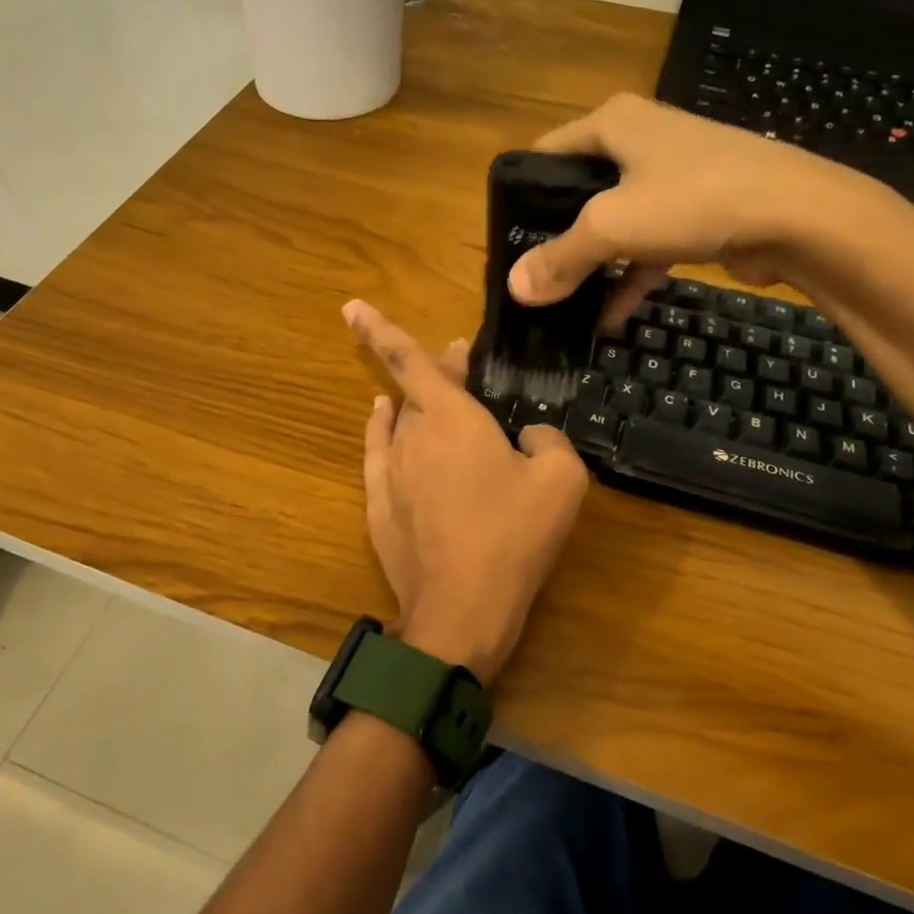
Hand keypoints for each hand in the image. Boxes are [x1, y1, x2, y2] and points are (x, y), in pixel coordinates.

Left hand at [344, 300, 589, 684]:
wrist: (462, 609)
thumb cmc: (514, 536)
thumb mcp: (562, 480)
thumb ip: (548, 441)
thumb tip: (529, 438)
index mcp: (451, 418)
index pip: (411, 360)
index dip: (379, 328)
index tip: (350, 304)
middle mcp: (411, 435)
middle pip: (416, 391)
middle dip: (438, 372)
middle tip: (460, 363)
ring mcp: (390, 472)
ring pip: (400, 423)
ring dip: (418, 406)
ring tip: (438, 400)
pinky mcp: (379, 505)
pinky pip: (378, 454)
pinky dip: (382, 432)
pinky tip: (383, 423)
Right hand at [505, 93, 903, 324]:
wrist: (800, 216)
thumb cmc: (694, 199)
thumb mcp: (611, 226)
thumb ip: (559, 257)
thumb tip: (515, 289)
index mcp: (611, 123)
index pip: (544, 154)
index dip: (520, 196)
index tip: (505, 243)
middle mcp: (638, 139)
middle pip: (577, 191)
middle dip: (554, 238)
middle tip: (530, 278)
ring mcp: (670, 175)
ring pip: (613, 222)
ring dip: (591, 266)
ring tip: (560, 305)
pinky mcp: (696, 210)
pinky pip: (646, 245)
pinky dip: (628, 279)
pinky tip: (607, 320)